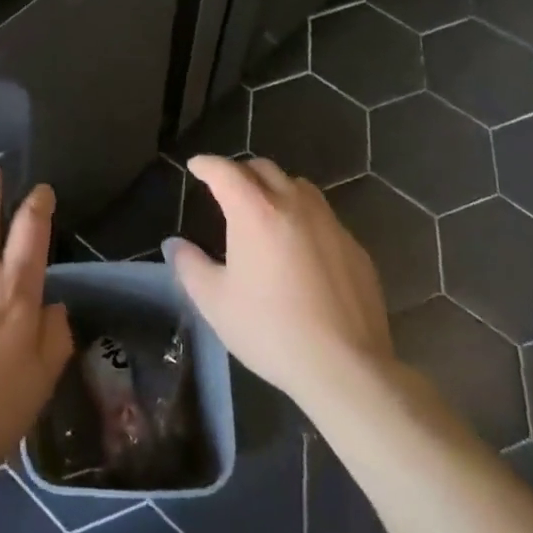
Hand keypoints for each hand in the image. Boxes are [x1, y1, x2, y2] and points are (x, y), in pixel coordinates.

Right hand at [166, 156, 393, 410]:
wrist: (346, 368)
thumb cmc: (270, 330)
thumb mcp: (215, 302)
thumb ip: (190, 266)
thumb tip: (176, 245)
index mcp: (255, 211)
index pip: (225, 171)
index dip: (207, 164)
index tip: (196, 166)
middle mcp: (294, 204)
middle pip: (264, 169)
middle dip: (241, 172)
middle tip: (227, 189)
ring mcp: (330, 223)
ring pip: (299, 186)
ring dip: (276, 188)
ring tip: (265, 210)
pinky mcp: (355, 247)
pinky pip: (324, 217)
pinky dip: (304, 218)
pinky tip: (301, 248)